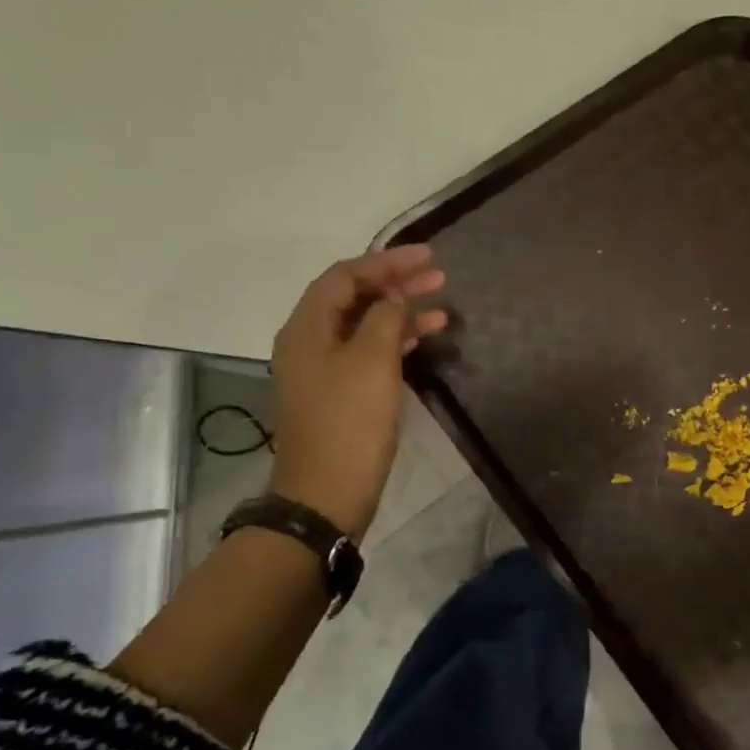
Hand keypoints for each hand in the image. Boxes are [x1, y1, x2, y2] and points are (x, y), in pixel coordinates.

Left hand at [266, 247, 448, 540]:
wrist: (327, 492)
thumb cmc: (350, 422)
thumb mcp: (372, 361)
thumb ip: (387, 318)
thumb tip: (395, 299)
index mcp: (307, 327)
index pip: (345, 276)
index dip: (387, 261)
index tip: (428, 257)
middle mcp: (309, 342)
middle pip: (353, 298)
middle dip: (396, 284)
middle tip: (438, 277)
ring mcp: (323, 370)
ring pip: (364, 326)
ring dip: (400, 313)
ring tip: (442, 308)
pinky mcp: (339, 394)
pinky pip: (368, 352)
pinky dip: (396, 341)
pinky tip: (424, 340)